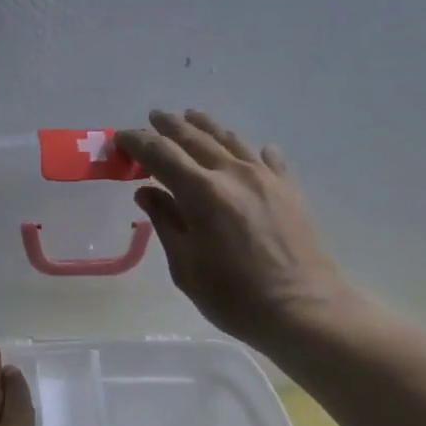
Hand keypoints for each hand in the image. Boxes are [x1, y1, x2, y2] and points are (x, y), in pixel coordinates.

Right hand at [118, 110, 355, 347]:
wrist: (303, 309)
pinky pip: (267, 158)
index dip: (138, 143)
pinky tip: (253, 151)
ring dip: (206, 126)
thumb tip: (146, 192)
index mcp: (202, 192)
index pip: (161, 154)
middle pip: (195, 138)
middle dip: (170, 126)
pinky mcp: (290, 189)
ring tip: (192, 117)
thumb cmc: (234, 296)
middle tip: (153, 117)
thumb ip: (166, 222)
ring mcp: (266, 178)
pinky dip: (251, 150)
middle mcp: (233, 173)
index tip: (121, 138)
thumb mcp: (186, 266)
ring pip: (231, 139)